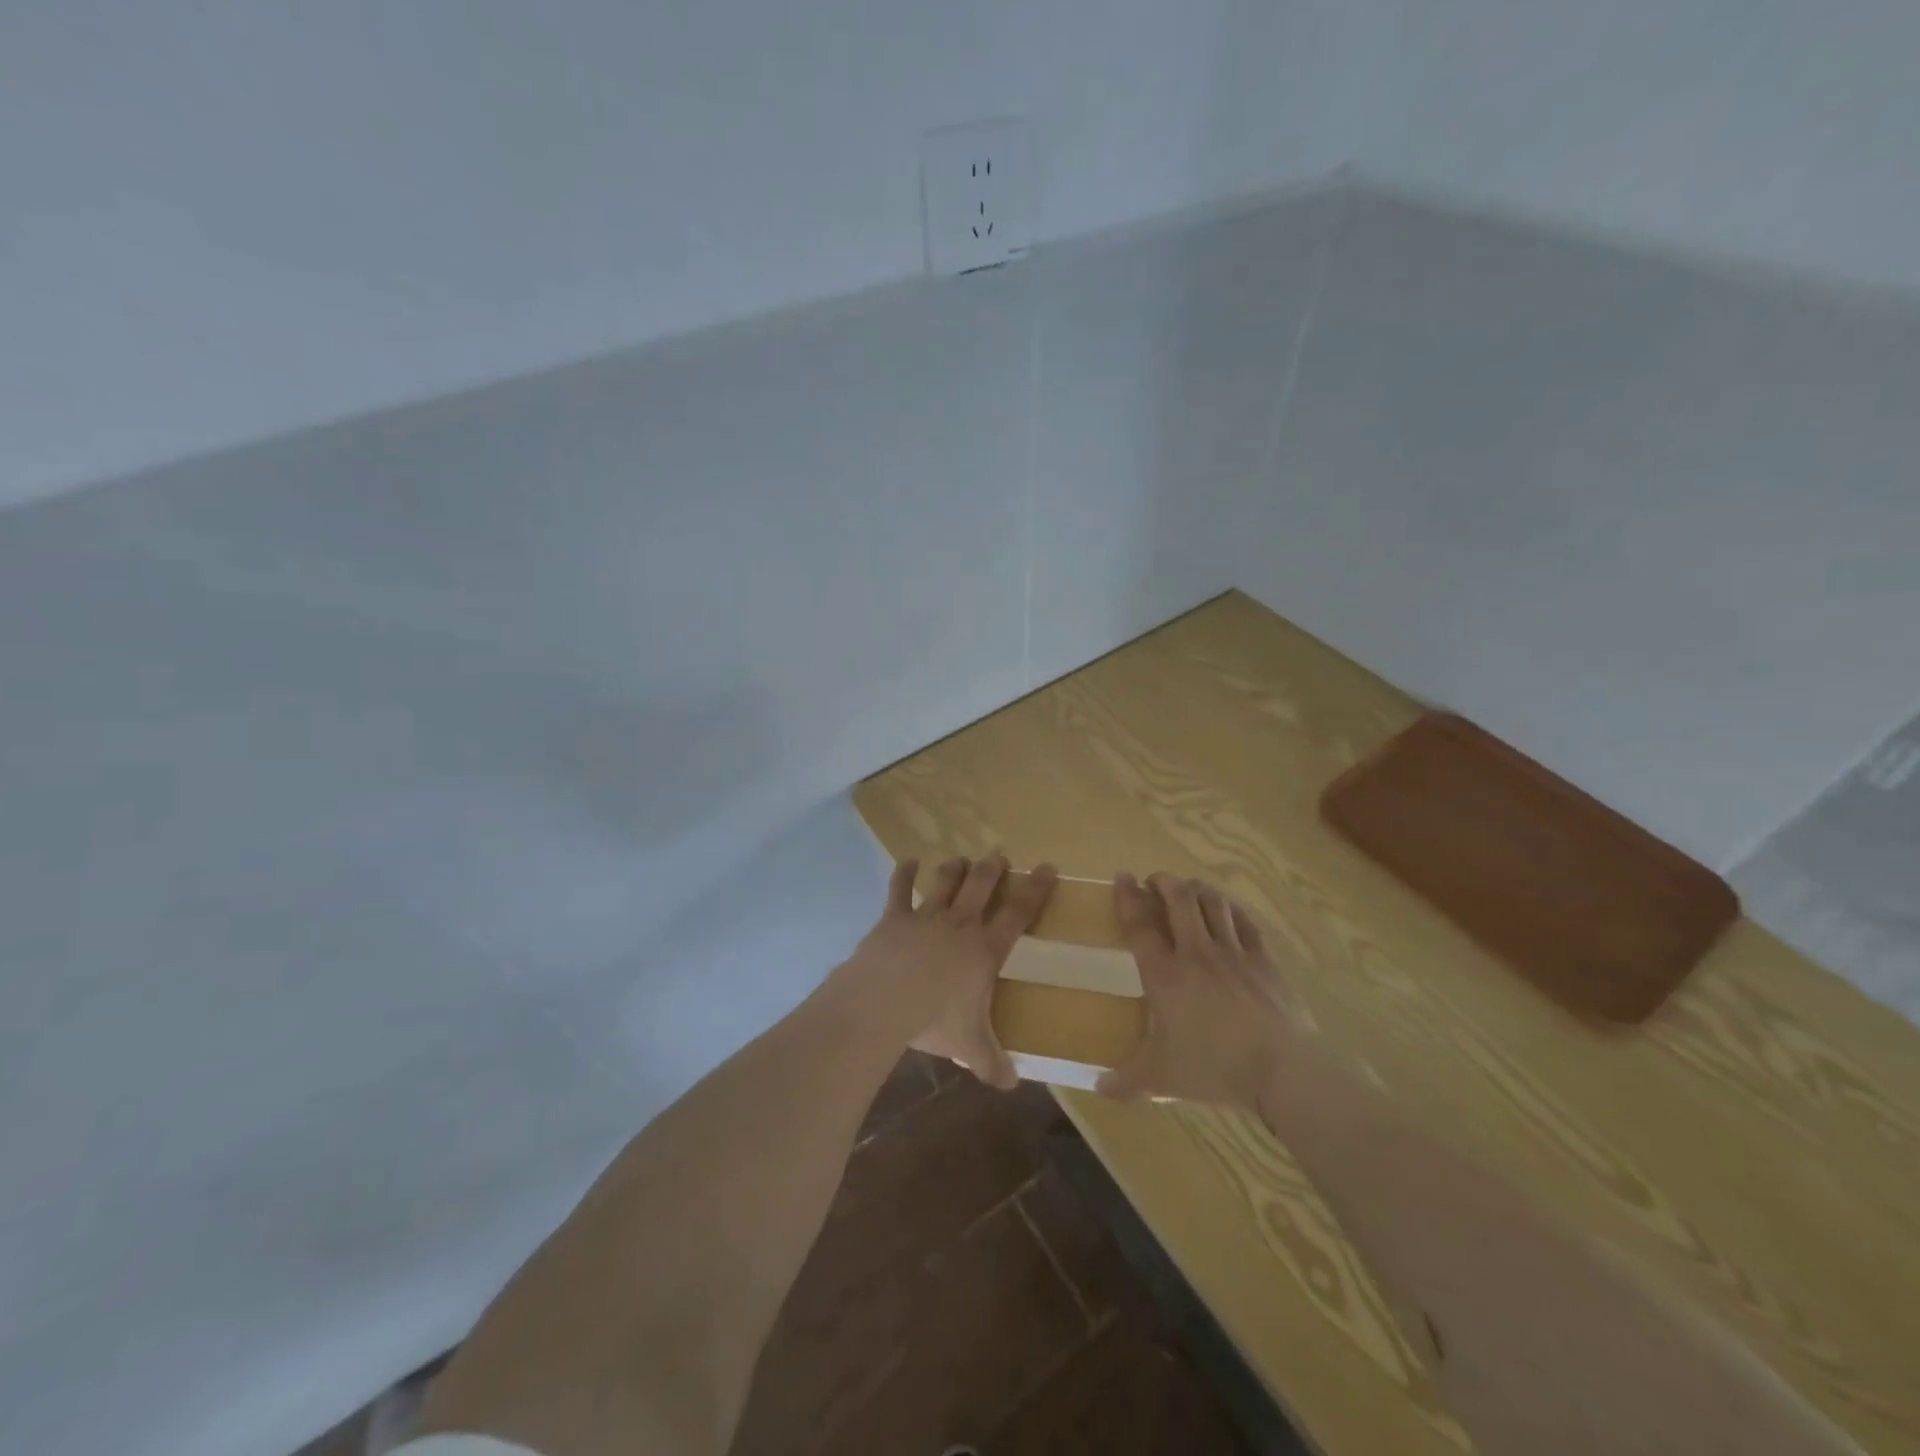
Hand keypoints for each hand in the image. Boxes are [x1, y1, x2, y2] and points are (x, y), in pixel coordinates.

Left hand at [840, 854, 1055, 1088]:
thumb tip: (1012, 1086)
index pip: (1019, 913)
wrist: (885, 1001)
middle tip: (999, 856)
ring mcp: (926, 916)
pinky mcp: (894, 917)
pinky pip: (899, 889)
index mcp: (985, 949)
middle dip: (993, 868)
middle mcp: (959, 923)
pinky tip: (908, 862)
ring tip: (961, 859)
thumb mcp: (969, 1047)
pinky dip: (904, 873)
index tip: (1048, 867)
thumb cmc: (935, 1020)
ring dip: (954, 868)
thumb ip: (992, 1063)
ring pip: (945, 881)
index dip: (1036, 889)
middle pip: (982, 885)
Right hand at [1096, 872, 1311, 1110]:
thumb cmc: (1214, 1068)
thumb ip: (1127, 1081)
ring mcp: (1234, 953)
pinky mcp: (1264, 960)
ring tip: (1189, 889)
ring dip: (1197, 889)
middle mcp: (1196, 953)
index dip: (1128, 897)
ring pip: (1213, 903)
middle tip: (1156, 881)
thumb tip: (1098, 1087)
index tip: (1122, 877)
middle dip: (1164, 882)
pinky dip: (1231, 909)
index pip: (1140, 925)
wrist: (1283, 1070)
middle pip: (1178, 899)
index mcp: (1165, 975)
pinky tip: (1227, 910)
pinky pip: (1245, 922)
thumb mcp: (1162, 1079)